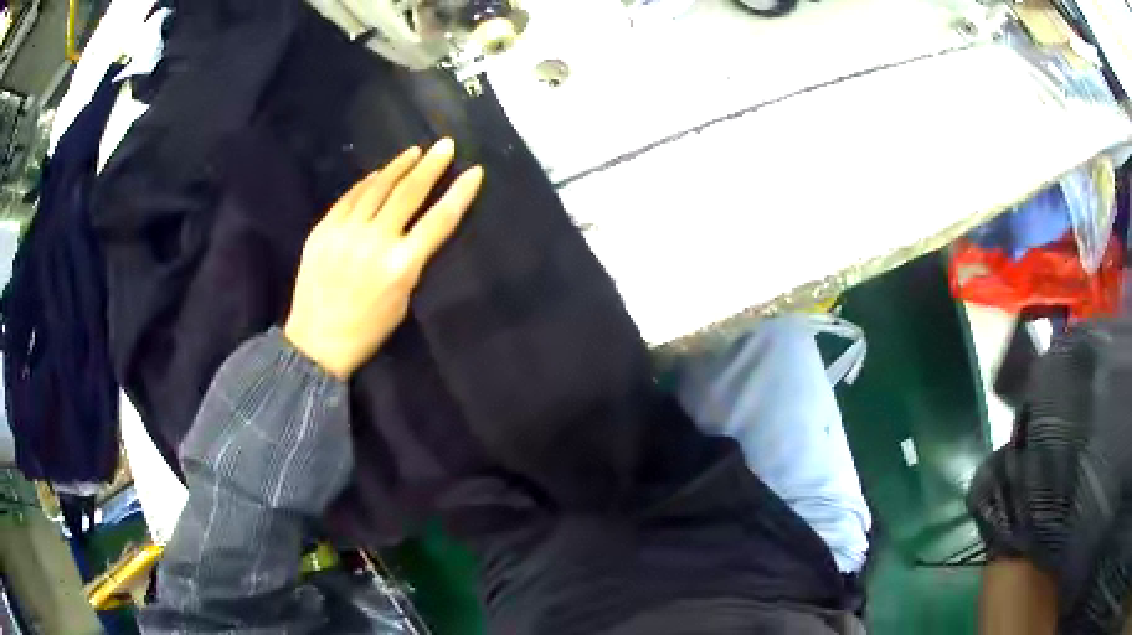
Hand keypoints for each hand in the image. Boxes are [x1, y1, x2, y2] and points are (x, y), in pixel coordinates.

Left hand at [284, 139, 483, 378]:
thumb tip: (413, 227)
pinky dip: (366, 183)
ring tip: (414, 152)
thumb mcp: (402, 302)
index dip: (460, 193)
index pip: (439, 220)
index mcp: (401, 265)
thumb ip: (410, 262)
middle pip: (409, 193)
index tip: (474, 171)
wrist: (316, 342)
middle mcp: (375, 241)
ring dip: (399, 167)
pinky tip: (377, 174)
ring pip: (377, 188)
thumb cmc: (366, 330)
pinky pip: (349, 198)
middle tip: (445, 145)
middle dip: (431, 166)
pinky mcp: (323, 230)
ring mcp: (346, 232)